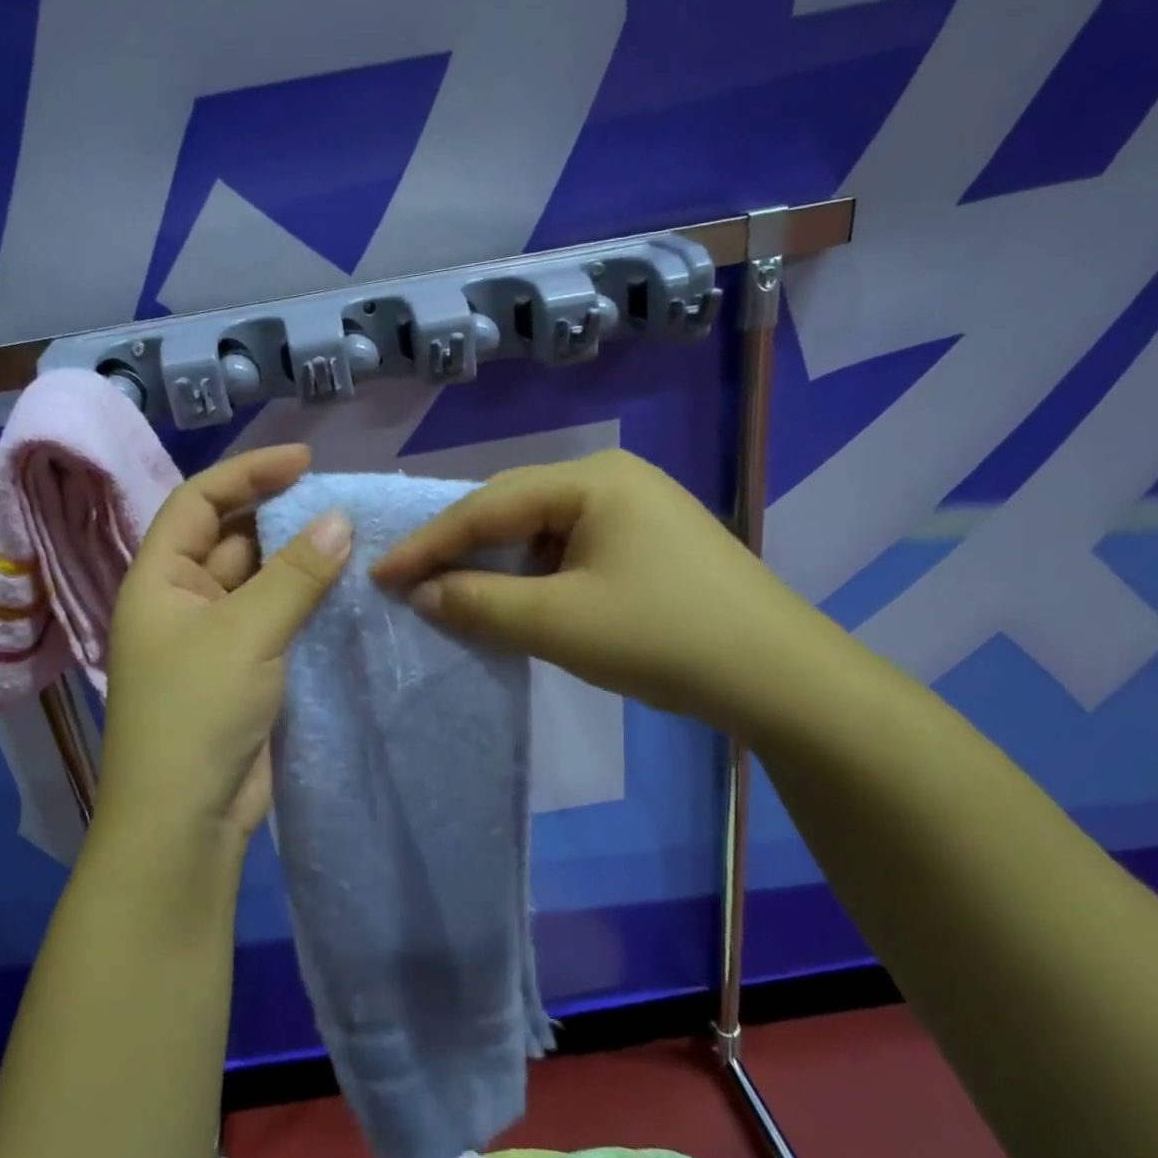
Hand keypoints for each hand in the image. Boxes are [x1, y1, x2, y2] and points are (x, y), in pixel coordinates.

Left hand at [97, 445, 351, 848]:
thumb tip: (339, 520)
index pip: (199, 502)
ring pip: (260, 582)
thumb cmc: (197, 712)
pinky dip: (306, 604)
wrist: (187, 817)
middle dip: (281, 517)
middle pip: (232, 539)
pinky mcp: (244, 670)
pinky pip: (276, 620)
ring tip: (353, 542)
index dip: (249, 473)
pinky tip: (346, 592)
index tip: (306, 462)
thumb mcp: (246, 632)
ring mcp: (214, 638)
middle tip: (340, 505)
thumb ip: (295, 575)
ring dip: (299, 563)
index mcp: (160, 579)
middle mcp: (183, 601)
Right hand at [371, 449, 850, 744]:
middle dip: (461, 550)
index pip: (487, 506)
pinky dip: (535, 578)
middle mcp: (613, 479)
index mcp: (592, 479)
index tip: (379, 573)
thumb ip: (479, 602)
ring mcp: (636, 510)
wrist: (779, 679)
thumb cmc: (662, 638)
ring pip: (541, 533)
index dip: (428, 543)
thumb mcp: (558, 623)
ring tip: (456, 597)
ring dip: (498, 567)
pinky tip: (519, 602)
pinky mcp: (649, 544)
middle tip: (410, 583)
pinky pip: (571, 551)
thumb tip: (421, 592)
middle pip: (514, 511)